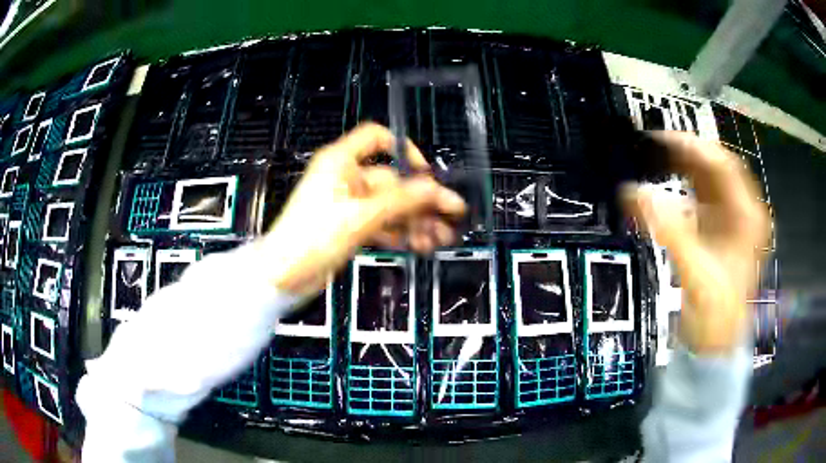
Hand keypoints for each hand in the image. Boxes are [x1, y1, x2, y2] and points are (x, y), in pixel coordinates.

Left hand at [258, 123, 466, 295]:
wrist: (284, 275)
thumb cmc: (312, 237)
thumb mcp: (362, 217)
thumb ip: (402, 201)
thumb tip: (435, 189)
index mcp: (341, 162)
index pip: (376, 138)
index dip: (403, 150)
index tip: (424, 172)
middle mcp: (345, 178)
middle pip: (392, 180)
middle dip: (421, 200)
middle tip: (451, 216)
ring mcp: (348, 203)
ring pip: (389, 206)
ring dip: (414, 221)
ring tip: (439, 239)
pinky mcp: (349, 226)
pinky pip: (381, 223)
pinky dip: (399, 233)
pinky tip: (418, 245)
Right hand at [623, 132, 769, 354]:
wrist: (716, 346)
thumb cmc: (715, 314)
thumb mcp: (696, 273)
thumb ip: (669, 231)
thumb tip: (632, 192)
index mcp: (748, 217)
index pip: (724, 165)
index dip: (694, 147)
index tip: (661, 139)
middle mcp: (744, 213)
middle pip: (716, 169)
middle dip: (686, 155)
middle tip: (653, 148)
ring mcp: (732, 221)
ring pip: (708, 182)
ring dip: (683, 170)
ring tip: (655, 162)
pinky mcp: (720, 232)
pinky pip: (702, 199)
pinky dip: (682, 190)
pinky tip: (666, 188)